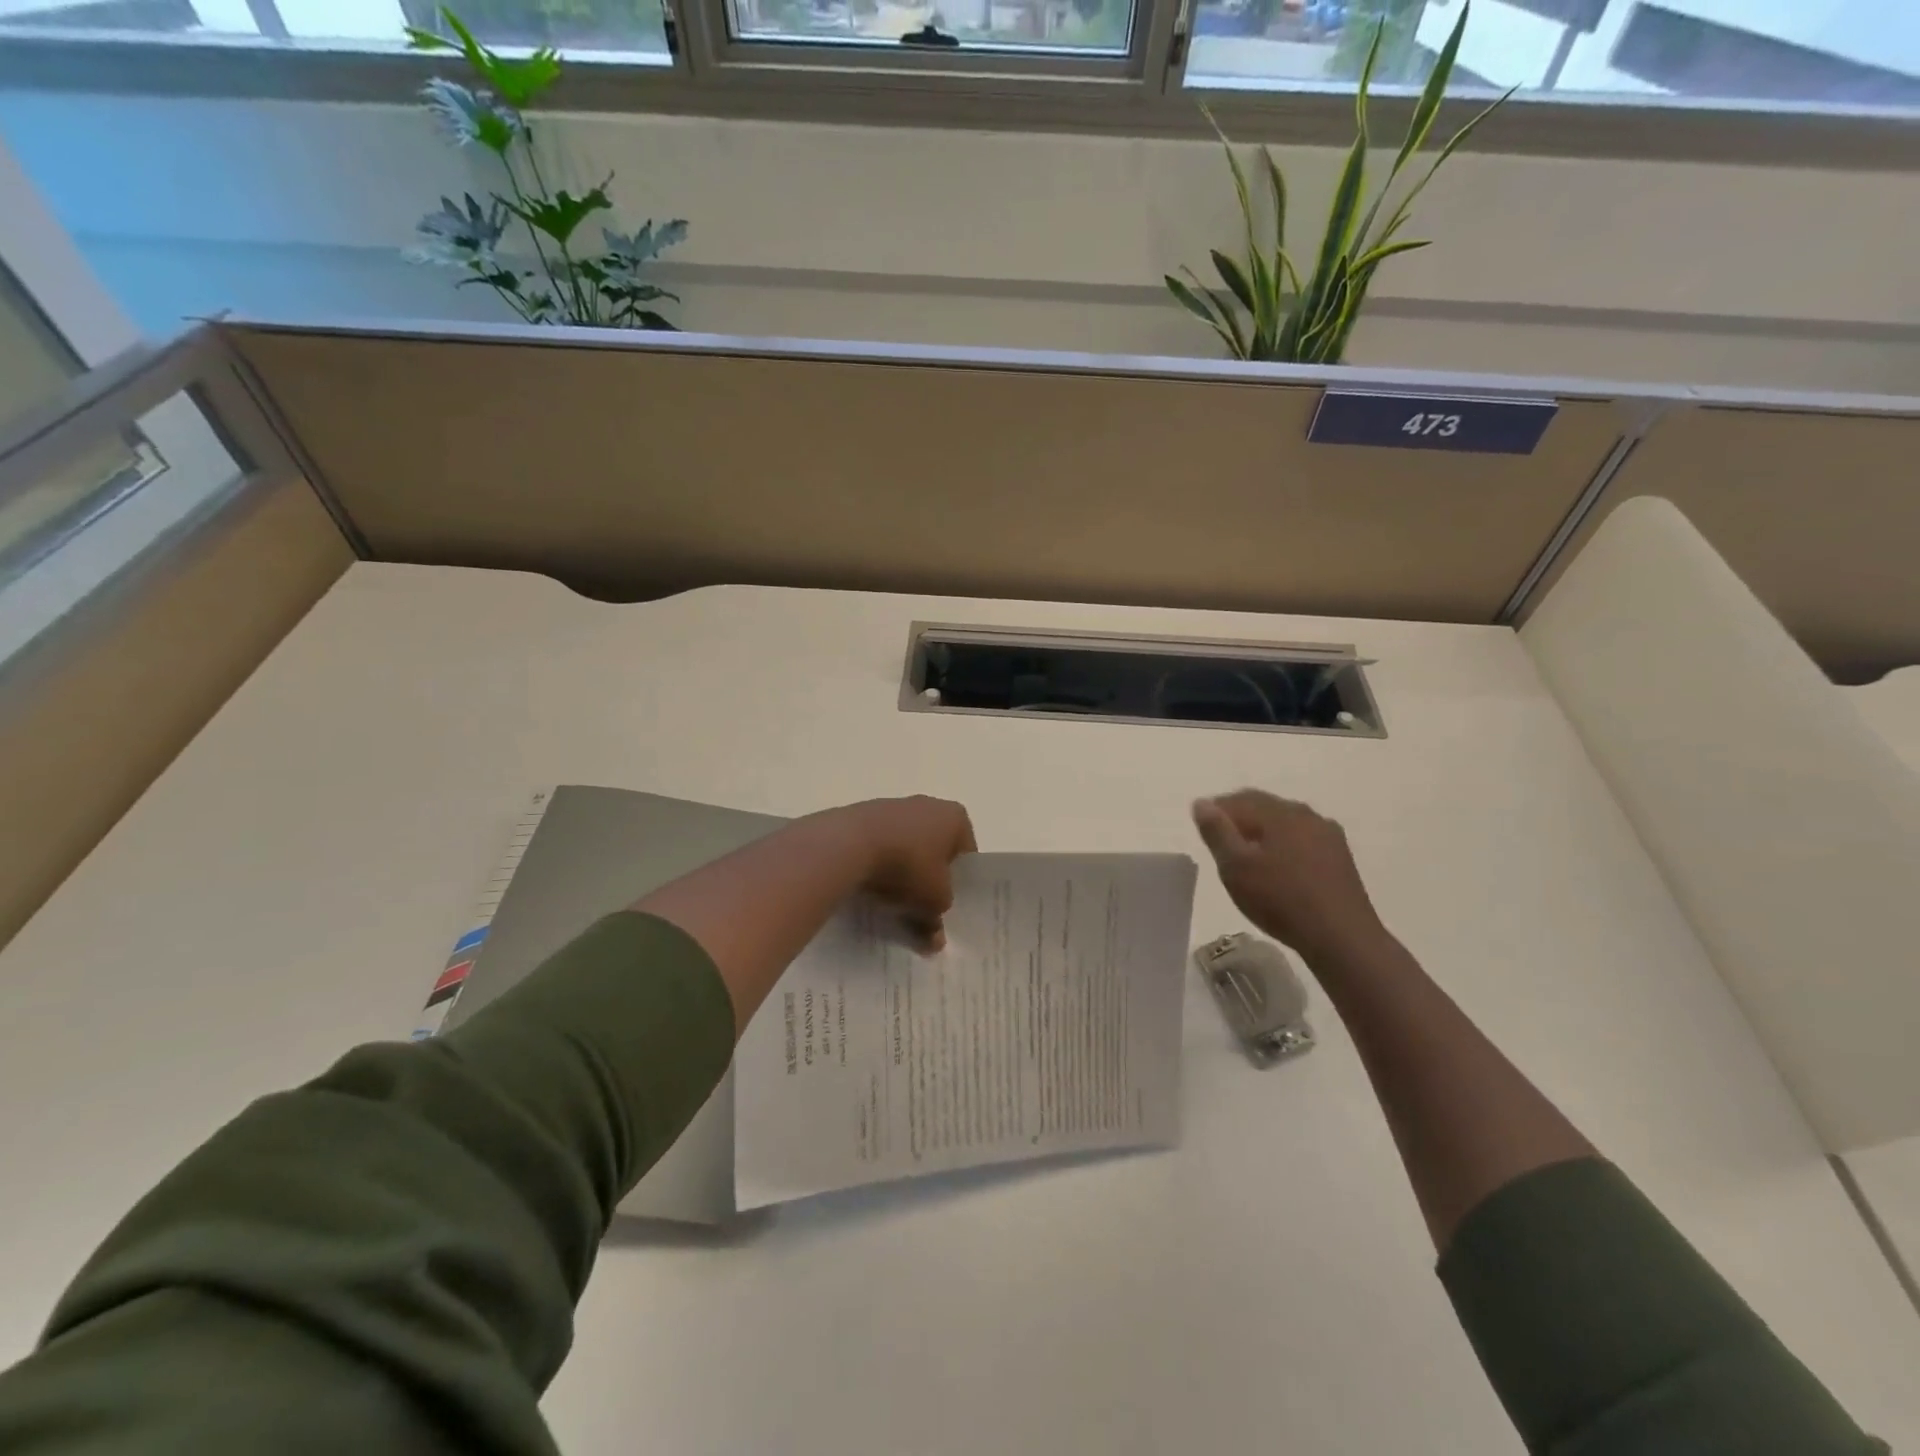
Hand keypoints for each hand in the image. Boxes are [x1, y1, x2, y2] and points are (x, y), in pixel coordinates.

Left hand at [831, 796, 976, 949]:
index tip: (947, 904)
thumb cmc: (908, 866)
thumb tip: (935, 940)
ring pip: (906, 847)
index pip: (966, 853)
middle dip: (929, 878)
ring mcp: (893, 807)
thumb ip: (938, 920)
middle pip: (935, 849)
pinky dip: (878, 864)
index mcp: (955, 817)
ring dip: (902, 872)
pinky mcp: (863, 815)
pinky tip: (870, 887)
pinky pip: (879, 845)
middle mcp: (928, 805)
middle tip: (922, 907)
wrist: (849, 844)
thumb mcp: (933, 901)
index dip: (960, 882)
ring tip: (892, 902)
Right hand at [1192, 790, 1388, 968]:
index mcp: (1280, 812)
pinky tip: (1279, 870)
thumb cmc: (1280, 899)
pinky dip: (1284, 847)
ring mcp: (1328, 836)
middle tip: (1221, 845)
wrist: (1341, 937)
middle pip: (1264, 807)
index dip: (1216, 811)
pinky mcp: (1340, 858)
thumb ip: (1216, 831)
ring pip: (1285, 824)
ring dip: (1263, 833)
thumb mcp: (1235, 867)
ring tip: (1248, 858)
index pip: (1239, 799)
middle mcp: (1306, 815)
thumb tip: (1202, 802)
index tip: (1202, 831)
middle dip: (1240, 820)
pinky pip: (1302, 841)